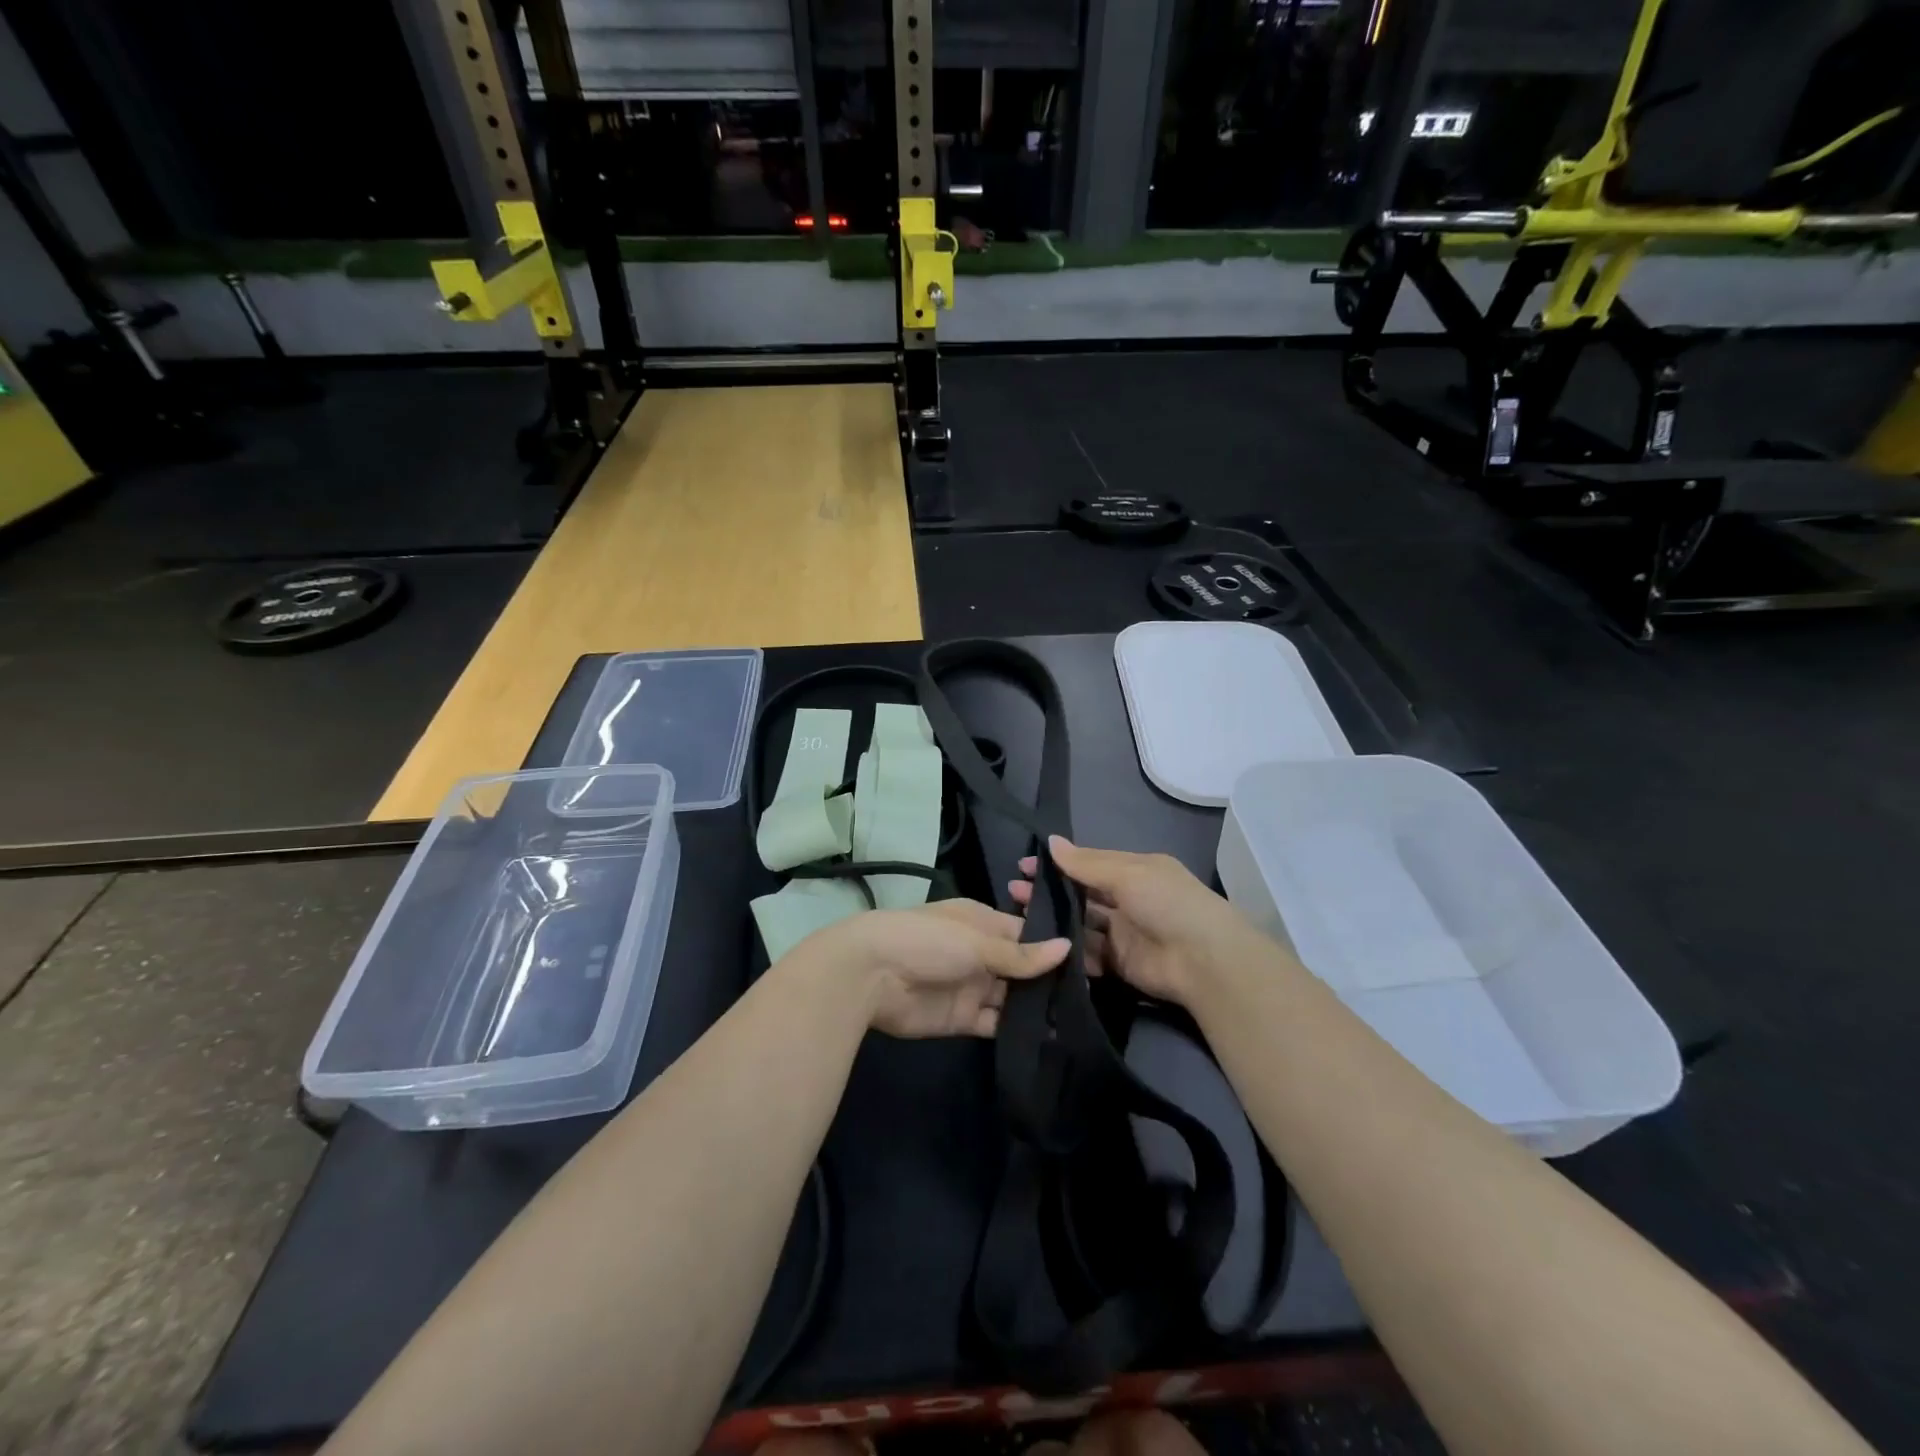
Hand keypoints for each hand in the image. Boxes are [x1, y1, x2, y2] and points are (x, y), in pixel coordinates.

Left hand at [790, 899, 1069, 1038]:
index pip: (1026, 934)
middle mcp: (981, 953)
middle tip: (1092, 997)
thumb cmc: (925, 941)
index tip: (1091, 961)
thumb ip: (1020, 954)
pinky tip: (1047, 1038)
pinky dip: (1016, 1029)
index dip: (1054, 947)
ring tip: (1079, 1020)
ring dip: (1036, 1007)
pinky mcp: (962, 1018)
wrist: (870, 975)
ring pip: (1012, 997)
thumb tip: (1067, 948)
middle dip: (1050, 980)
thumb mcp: (975, 941)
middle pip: (1022, 968)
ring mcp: (972, 986)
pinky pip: (995, 1023)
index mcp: (983, 923)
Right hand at [1007, 837, 1253, 1008]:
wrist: (1205, 961)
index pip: (1087, 864)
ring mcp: (1122, 932)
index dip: (1057, 864)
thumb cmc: (1168, 903)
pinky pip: (1088, 954)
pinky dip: (1068, 950)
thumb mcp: (1128, 874)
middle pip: (1080, 894)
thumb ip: (1087, 863)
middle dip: (1049, 892)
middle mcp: (1126, 899)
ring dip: (1053, 920)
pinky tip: (1042, 945)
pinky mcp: (1118, 963)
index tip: (1024, 865)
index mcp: (1133, 871)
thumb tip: (1050, 841)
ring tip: (1018, 918)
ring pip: (1080, 923)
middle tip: (1013, 892)